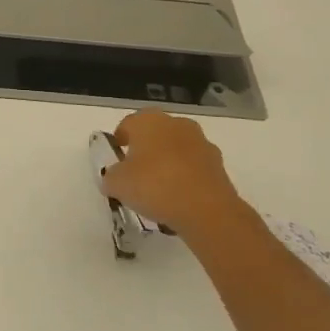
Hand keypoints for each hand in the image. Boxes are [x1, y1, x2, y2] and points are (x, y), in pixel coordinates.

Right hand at [102, 110, 261, 240]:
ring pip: (176, 149)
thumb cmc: (154, 186)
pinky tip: (179, 198)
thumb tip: (115, 177)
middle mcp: (176, 124)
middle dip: (145, 150)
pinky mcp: (218, 163)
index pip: (127, 125)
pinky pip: (193, 167)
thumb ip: (111, 176)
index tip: (115, 159)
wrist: (206, 209)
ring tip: (159, 189)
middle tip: (135, 173)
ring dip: (168, 162)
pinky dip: (186, 177)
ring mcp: (201, 142)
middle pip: (154, 134)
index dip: (119, 141)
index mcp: (148, 120)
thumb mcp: (117, 184)